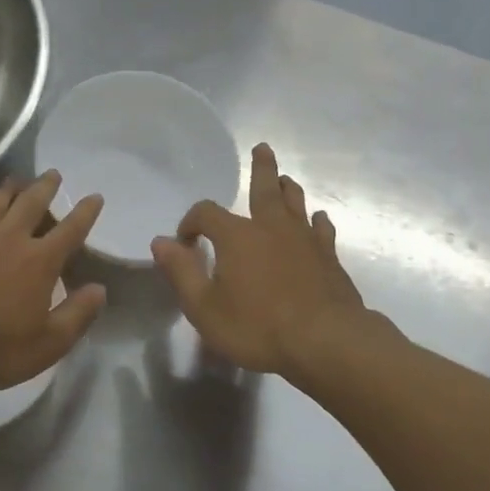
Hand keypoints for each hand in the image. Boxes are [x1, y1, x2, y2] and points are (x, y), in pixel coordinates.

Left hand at [0, 171, 106, 390]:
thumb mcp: (49, 343)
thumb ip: (78, 314)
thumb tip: (99, 289)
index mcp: (40, 261)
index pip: (70, 229)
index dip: (85, 212)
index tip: (94, 196)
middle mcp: (9, 238)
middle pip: (31, 203)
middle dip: (45, 187)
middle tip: (52, 174)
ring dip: (9, 189)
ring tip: (16, 180)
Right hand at [151, 143, 364, 381]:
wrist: (325, 342)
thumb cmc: (257, 327)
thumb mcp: (204, 307)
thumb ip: (181, 272)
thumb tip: (160, 242)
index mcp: (237, 236)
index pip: (206, 213)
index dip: (191, 222)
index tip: (185, 240)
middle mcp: (271, 228)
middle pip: (265, 188)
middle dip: (261, 169)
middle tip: (262, 148)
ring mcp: (304, 241)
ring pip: (296, 204)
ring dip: (289, 189)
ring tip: (285, 179)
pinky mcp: (329, 258)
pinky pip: (322, 231)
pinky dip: (317, 222)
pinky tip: (318, 220)